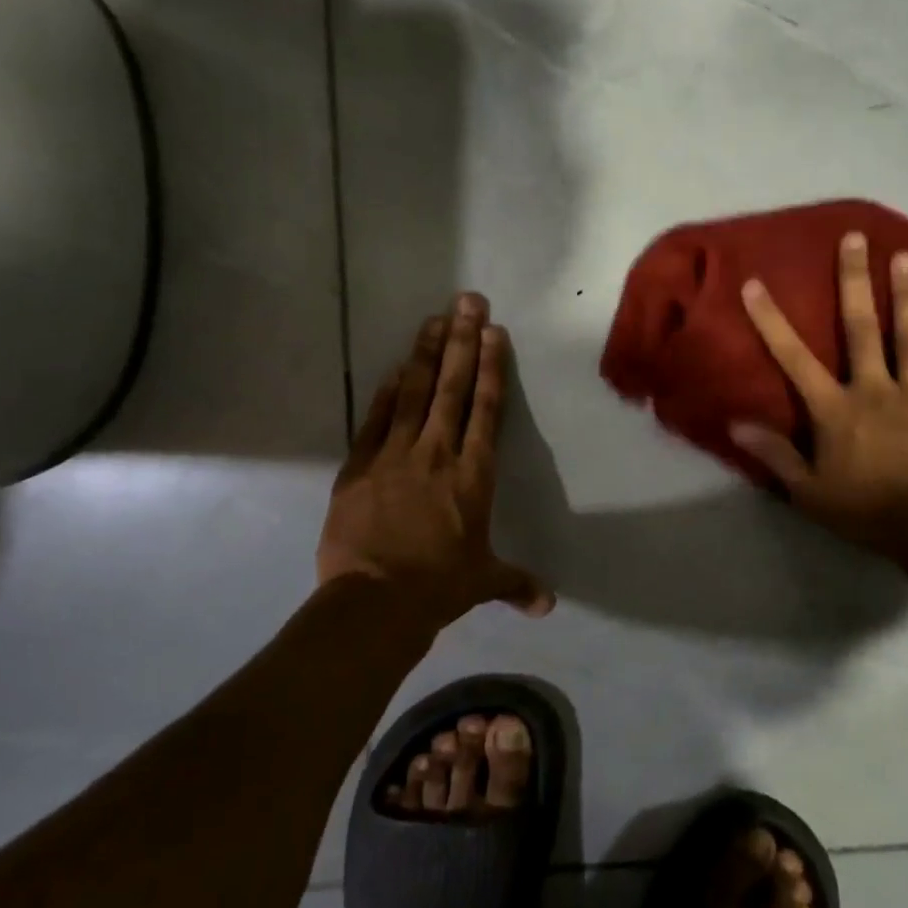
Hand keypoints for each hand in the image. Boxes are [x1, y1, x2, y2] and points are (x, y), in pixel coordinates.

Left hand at [319, 293, 554, 626]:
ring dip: (425, 353)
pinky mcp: (359, 465)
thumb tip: (548, 606)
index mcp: (473, 474)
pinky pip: (376, 418)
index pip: (486, 408)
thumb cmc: (438, 588)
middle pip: (452, 386)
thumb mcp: (482, 582)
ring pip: (413, 391)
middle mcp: (437, 452)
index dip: (491, 366)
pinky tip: (394, 367)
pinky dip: (386, 391)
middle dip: (461, 340)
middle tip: (467, 300)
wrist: (375, 602)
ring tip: (433, 318)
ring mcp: (395, 455)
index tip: (493, 332)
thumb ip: (516, 584)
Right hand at [729, 231, 907, 559]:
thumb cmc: (867, 510)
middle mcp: (876, 389)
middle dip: (856, 282)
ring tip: (907, 258)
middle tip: (857, 238)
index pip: (795, 358)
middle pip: (863, 328)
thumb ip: (775, 455)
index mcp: (837, 409)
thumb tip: (735, 424)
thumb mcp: (809, 491)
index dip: (771, 321)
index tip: (755, 284)